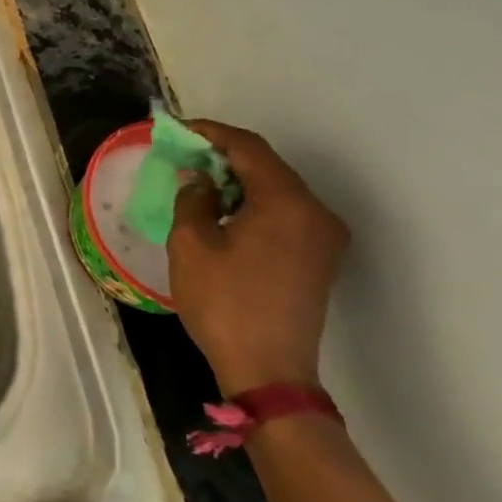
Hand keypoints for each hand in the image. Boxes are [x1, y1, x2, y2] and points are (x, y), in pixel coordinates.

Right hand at [167, 120, 347, 396]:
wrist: (269, 372)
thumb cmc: (225, 303)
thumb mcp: (191, 243)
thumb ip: (194, 197)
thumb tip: (200, 178)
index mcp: (286, 202)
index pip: (248, 147)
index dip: (210, 132)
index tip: (177, 130)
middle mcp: (315, 212)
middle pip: (267, 165)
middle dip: (224, 155)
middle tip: (184, 154)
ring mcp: (324, 236)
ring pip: (277, 188)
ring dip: (239, 179)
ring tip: (199, 180)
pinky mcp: (320, 257)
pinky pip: (286, 211)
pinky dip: (255, 201)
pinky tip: (225, 209)